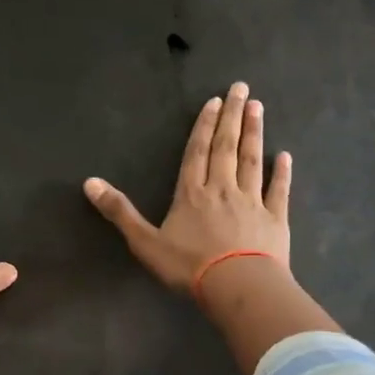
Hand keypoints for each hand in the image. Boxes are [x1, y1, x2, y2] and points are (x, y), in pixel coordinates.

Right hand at [84, 81, 291, 294]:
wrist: (238, 286)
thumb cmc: (189, 266)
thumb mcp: (145, 242)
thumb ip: (120, 212)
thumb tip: (89, 182)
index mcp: (192, 193)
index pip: (197, 152)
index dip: (204, 125)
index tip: (214, 101)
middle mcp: (222, 189)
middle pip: (226, 147)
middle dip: (231, 116)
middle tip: (240, 88)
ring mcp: (252, 202)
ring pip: (252, 161)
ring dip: (254, 133)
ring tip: (258, 107)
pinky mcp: (275, 219)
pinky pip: (279, 190)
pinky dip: (282, 173)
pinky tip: (286, 156)